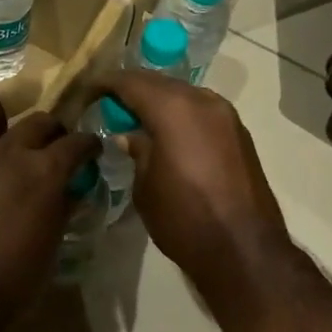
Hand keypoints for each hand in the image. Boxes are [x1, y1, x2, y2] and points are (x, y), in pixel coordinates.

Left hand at [0, 86, 99, 331]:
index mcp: (44, 173)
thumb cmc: (9, 288)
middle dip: (51, 130)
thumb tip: (67, 193)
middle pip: (37, 120)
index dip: (87, 145)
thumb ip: (59, 213)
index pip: (77, 143)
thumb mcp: (49, 252)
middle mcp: (6, 152)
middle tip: (50, 147)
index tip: (90, 151)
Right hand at [94, 71, 291, 301]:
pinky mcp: (240, 134)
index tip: (88, 91)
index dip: (106, 83)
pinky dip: (181, 115)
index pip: (132, 82)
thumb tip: (131, 136)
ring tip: (137, 119)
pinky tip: (167, 134)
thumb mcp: (146, 186)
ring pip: (184, 95)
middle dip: (133, 89)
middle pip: (160, 83)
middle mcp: (203, 102)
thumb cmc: (183, 219)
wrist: (243, 249)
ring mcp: (226, 116)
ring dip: (160, 101)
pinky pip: (202, 112)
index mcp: (174, 109)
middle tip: (109, 104)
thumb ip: (137, 151)